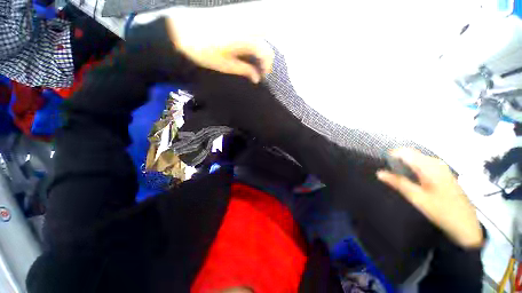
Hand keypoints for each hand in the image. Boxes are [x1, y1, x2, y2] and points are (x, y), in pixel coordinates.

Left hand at [165, 18, 273, 83]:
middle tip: (259, 66)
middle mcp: (246, 25)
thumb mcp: (226, 65)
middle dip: (266, 55)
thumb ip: (245, 70)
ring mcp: (240, 17)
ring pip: (262, 28)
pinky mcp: (233, 13)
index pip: (266, 53)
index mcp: (244, 40)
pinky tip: (246, 43)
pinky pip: (252, 21)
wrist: (182, 30)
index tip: (262, 76)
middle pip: (267, 39)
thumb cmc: (204, 51)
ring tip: (254, 56)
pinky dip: (254, 34)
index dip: (267, 66)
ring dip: (262, 43)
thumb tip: (257, 79)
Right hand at [377, 148, 482, 247]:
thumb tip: (379, 172)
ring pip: (417, 159)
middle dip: (397, 160)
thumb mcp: (416, 197)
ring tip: (397, 177)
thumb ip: (398, 182)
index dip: (391, 155)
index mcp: (429, 166)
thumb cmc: (440, 210)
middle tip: (389, 173)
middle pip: (411, 153)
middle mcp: (436, 163)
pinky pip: (424, 164)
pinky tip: (411, 180)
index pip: (405, 152)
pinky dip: (413, 168)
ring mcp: (441, 167)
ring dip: (405, 164)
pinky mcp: (443, 173)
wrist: (465, 225)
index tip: (382, 165)